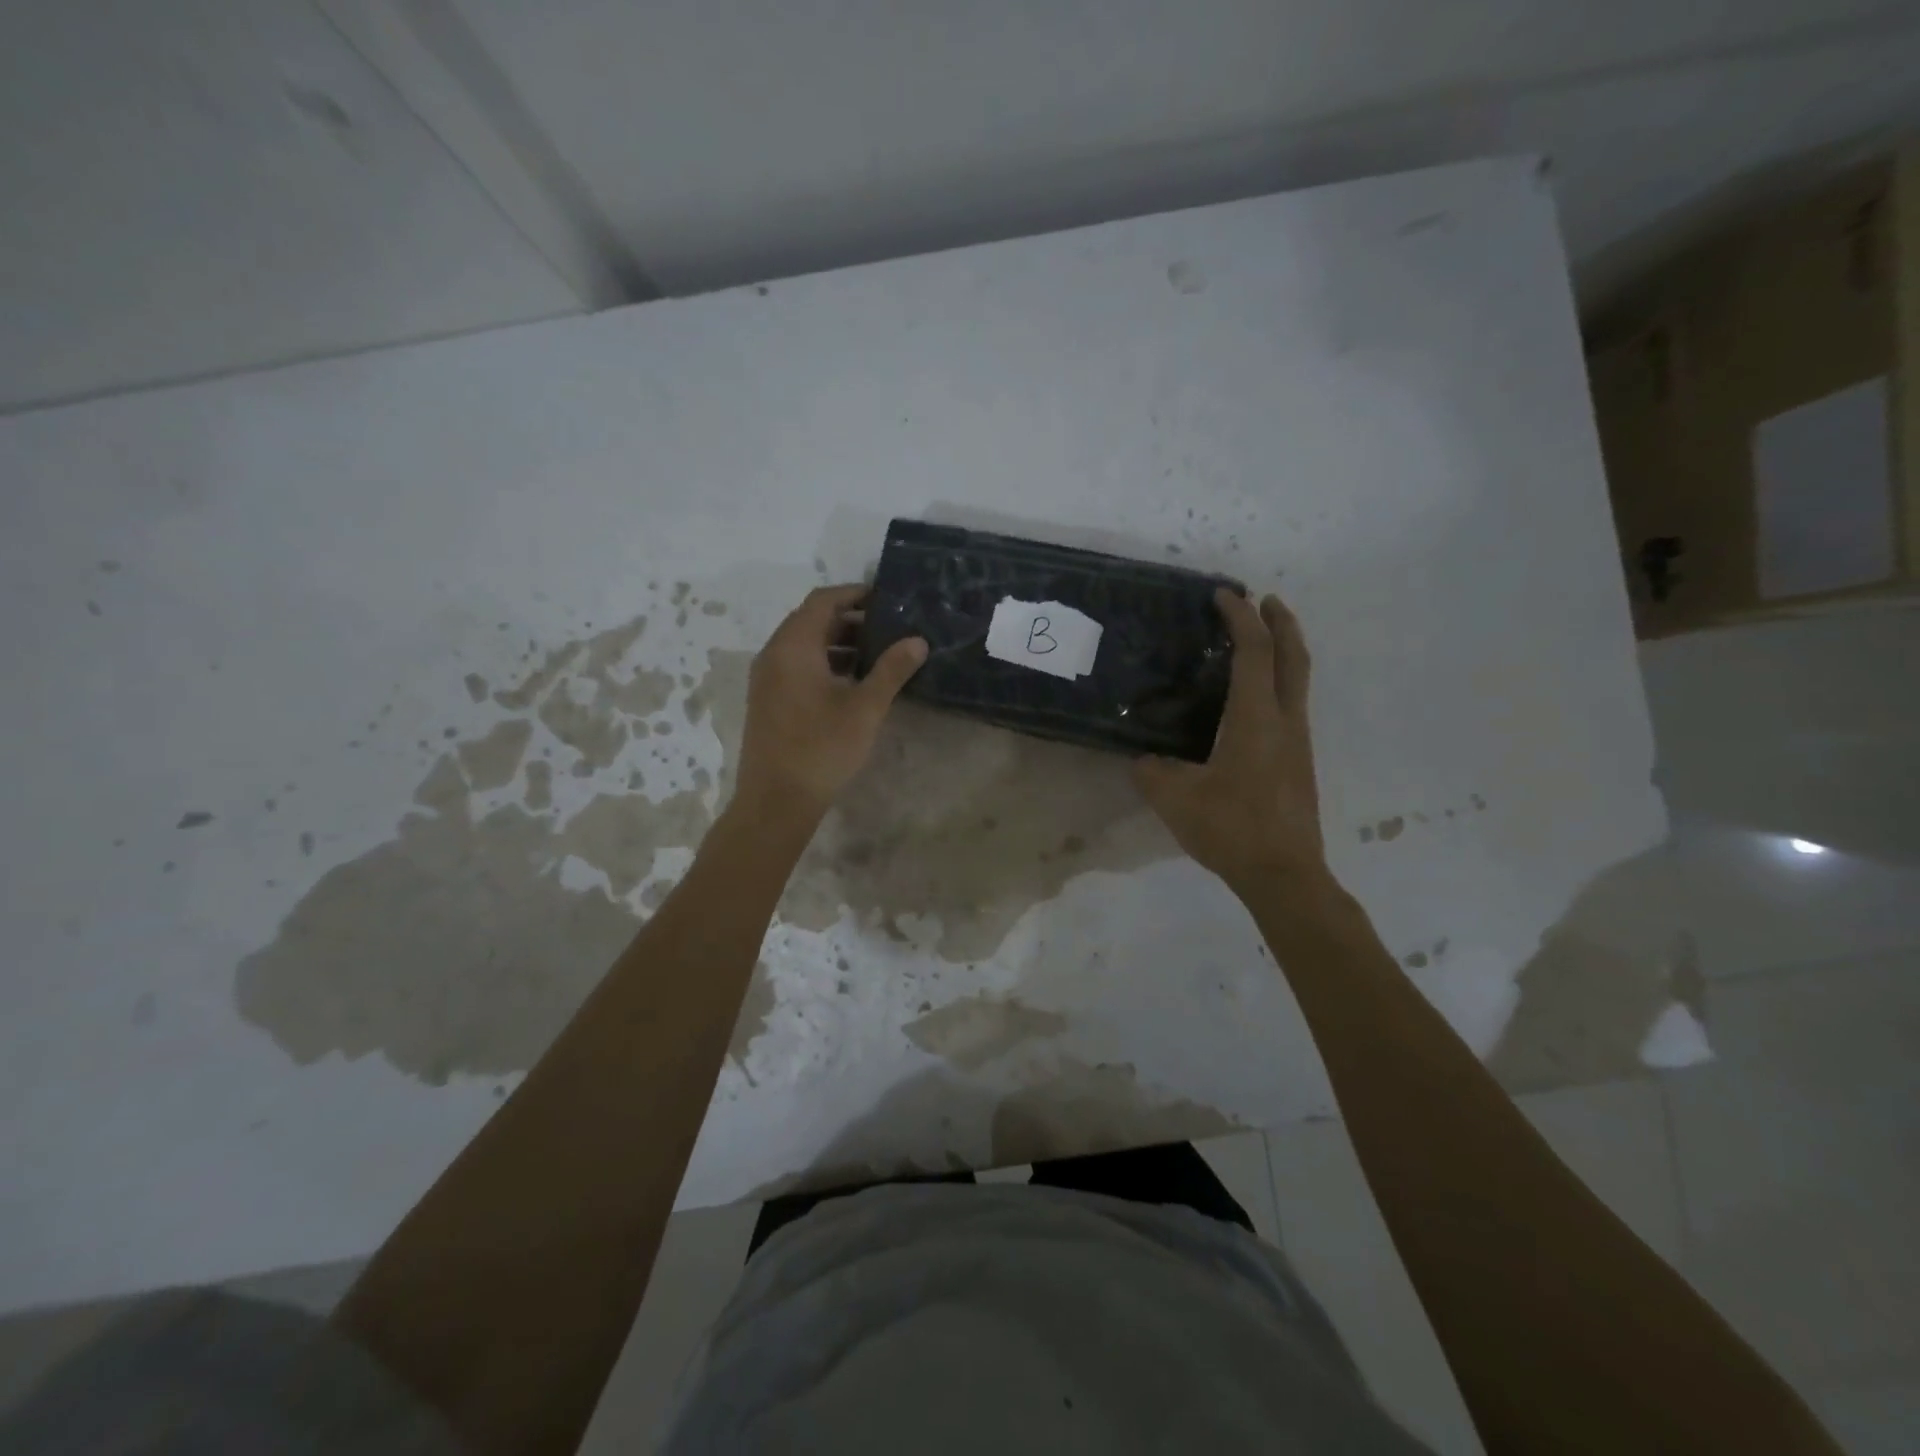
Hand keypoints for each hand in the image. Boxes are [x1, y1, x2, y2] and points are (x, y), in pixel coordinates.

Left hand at [731, 584, 927, 827]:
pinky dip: (823, 663)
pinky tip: (851, 683)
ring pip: (803, 645)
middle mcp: (774, 654)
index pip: (823, 600)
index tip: (886, 598)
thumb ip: (891, 670)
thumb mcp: (865, 708)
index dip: (854, 593)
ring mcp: (766, 678)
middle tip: (888, 627)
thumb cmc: (822, 748)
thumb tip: (917, 641)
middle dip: (849, 619)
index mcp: (793, 646)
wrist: (776, 800)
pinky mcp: (768, 700)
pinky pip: (796, 666)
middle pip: (811, 620)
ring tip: (876, 654)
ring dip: (837, 643)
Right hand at [1134, 589, 1324, 893]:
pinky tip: (1254, 701)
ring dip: (1283, 652)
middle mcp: (1286, 721)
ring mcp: (1298, 743)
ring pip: (1298, 682)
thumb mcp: (1175, 798)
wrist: (1284, 874)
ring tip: (1258, 643)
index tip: (1223, 595)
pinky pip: (1292, 705)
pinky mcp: (1299, 763)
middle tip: (1264, 600)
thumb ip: (1152, 770)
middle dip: (1280, 623)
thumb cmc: (1232, 828)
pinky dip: (1278, 683)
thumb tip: (1145, 759)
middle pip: (1293, 657)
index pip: (1253, 652)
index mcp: (1257, 719)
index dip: (1240, 618)